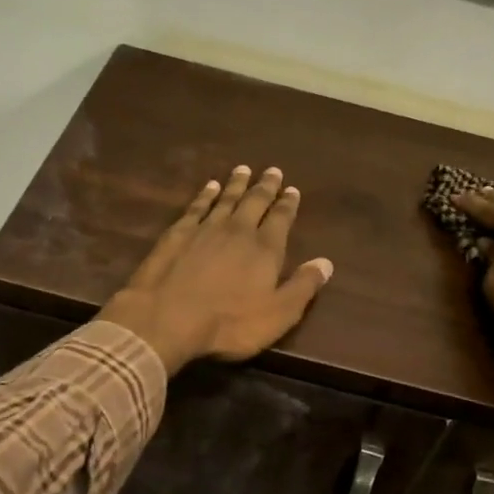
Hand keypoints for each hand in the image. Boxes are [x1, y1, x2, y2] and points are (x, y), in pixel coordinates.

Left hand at [98, 166, 333, 375]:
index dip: (288, 204)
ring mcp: (205, 229)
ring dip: (236, 184)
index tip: (293, 190)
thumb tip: (326, 262)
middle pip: (254, 202)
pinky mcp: (177, 233)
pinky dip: (205, 195)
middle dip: (265, 187)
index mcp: (265, 249)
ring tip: (243, 169)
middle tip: (272, 171)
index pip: (281, 219)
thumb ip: (303, 287)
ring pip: (226, 199)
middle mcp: (237, 230)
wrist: (167, 317)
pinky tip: (209, 187)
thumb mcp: (278, 314)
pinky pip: (197, 207)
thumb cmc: (229, 323)